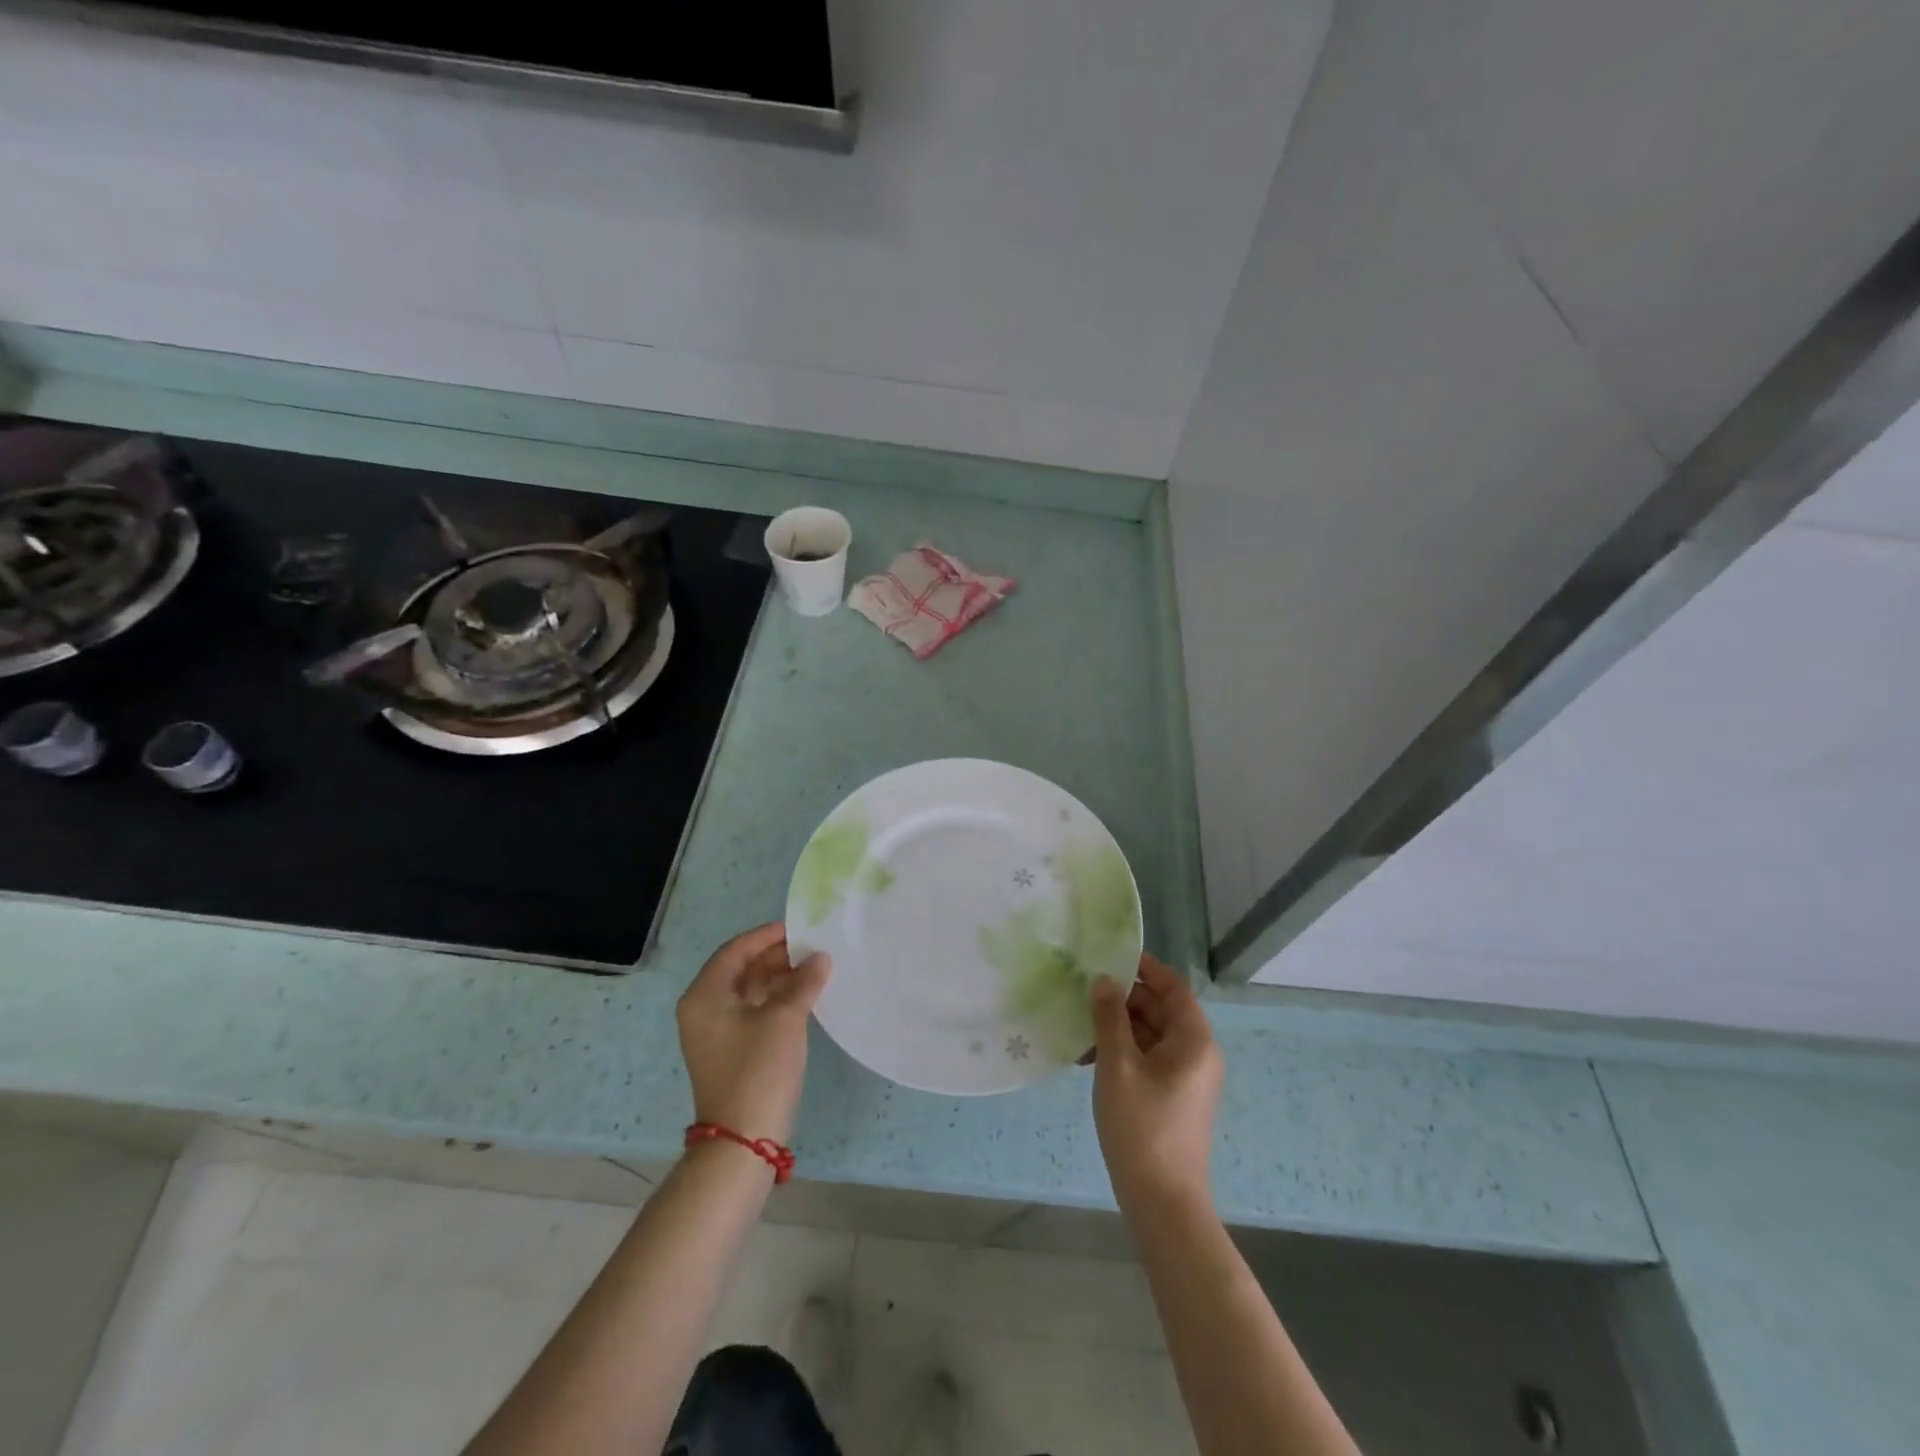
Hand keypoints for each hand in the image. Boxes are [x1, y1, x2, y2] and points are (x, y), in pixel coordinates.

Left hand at [676, 924, 831, 1144]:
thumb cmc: (759, 1069)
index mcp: (705, 995)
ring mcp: (714, 1032)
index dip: (768, 936)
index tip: (800, 928)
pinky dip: (775, 1000)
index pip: (736, 950)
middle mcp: (703, 1009)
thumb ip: (804, 981)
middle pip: (740, 969)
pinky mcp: (729, 1050)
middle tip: (812, 948)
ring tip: (814, 969)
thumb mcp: (785, 1018)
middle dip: (776, 957)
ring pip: (748, 990)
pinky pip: (751, 1011)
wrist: (743, 1139)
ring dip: (778, 978)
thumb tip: (820, 957)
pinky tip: (803, 996)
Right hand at [1089, 953, 1223, 1210]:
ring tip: (1080, 1022)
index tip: (1109, 956)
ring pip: (1151, 1035)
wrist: (1162, 1202)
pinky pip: (1148, 1059)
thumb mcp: (1118, 1065)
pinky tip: (1087, 1057)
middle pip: (1161, 1009)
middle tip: (1084, 989)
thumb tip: (1104, 980)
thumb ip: (1110, 1017)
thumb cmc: (1142, 1126)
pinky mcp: (1172, 1097)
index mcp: (1194, 1040)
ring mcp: (1185, 1078)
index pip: (1173, 987)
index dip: (1145, 968)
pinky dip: (1122, 1051)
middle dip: (1124, 997)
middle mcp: (1196, 1053)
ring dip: (1118, 1026)